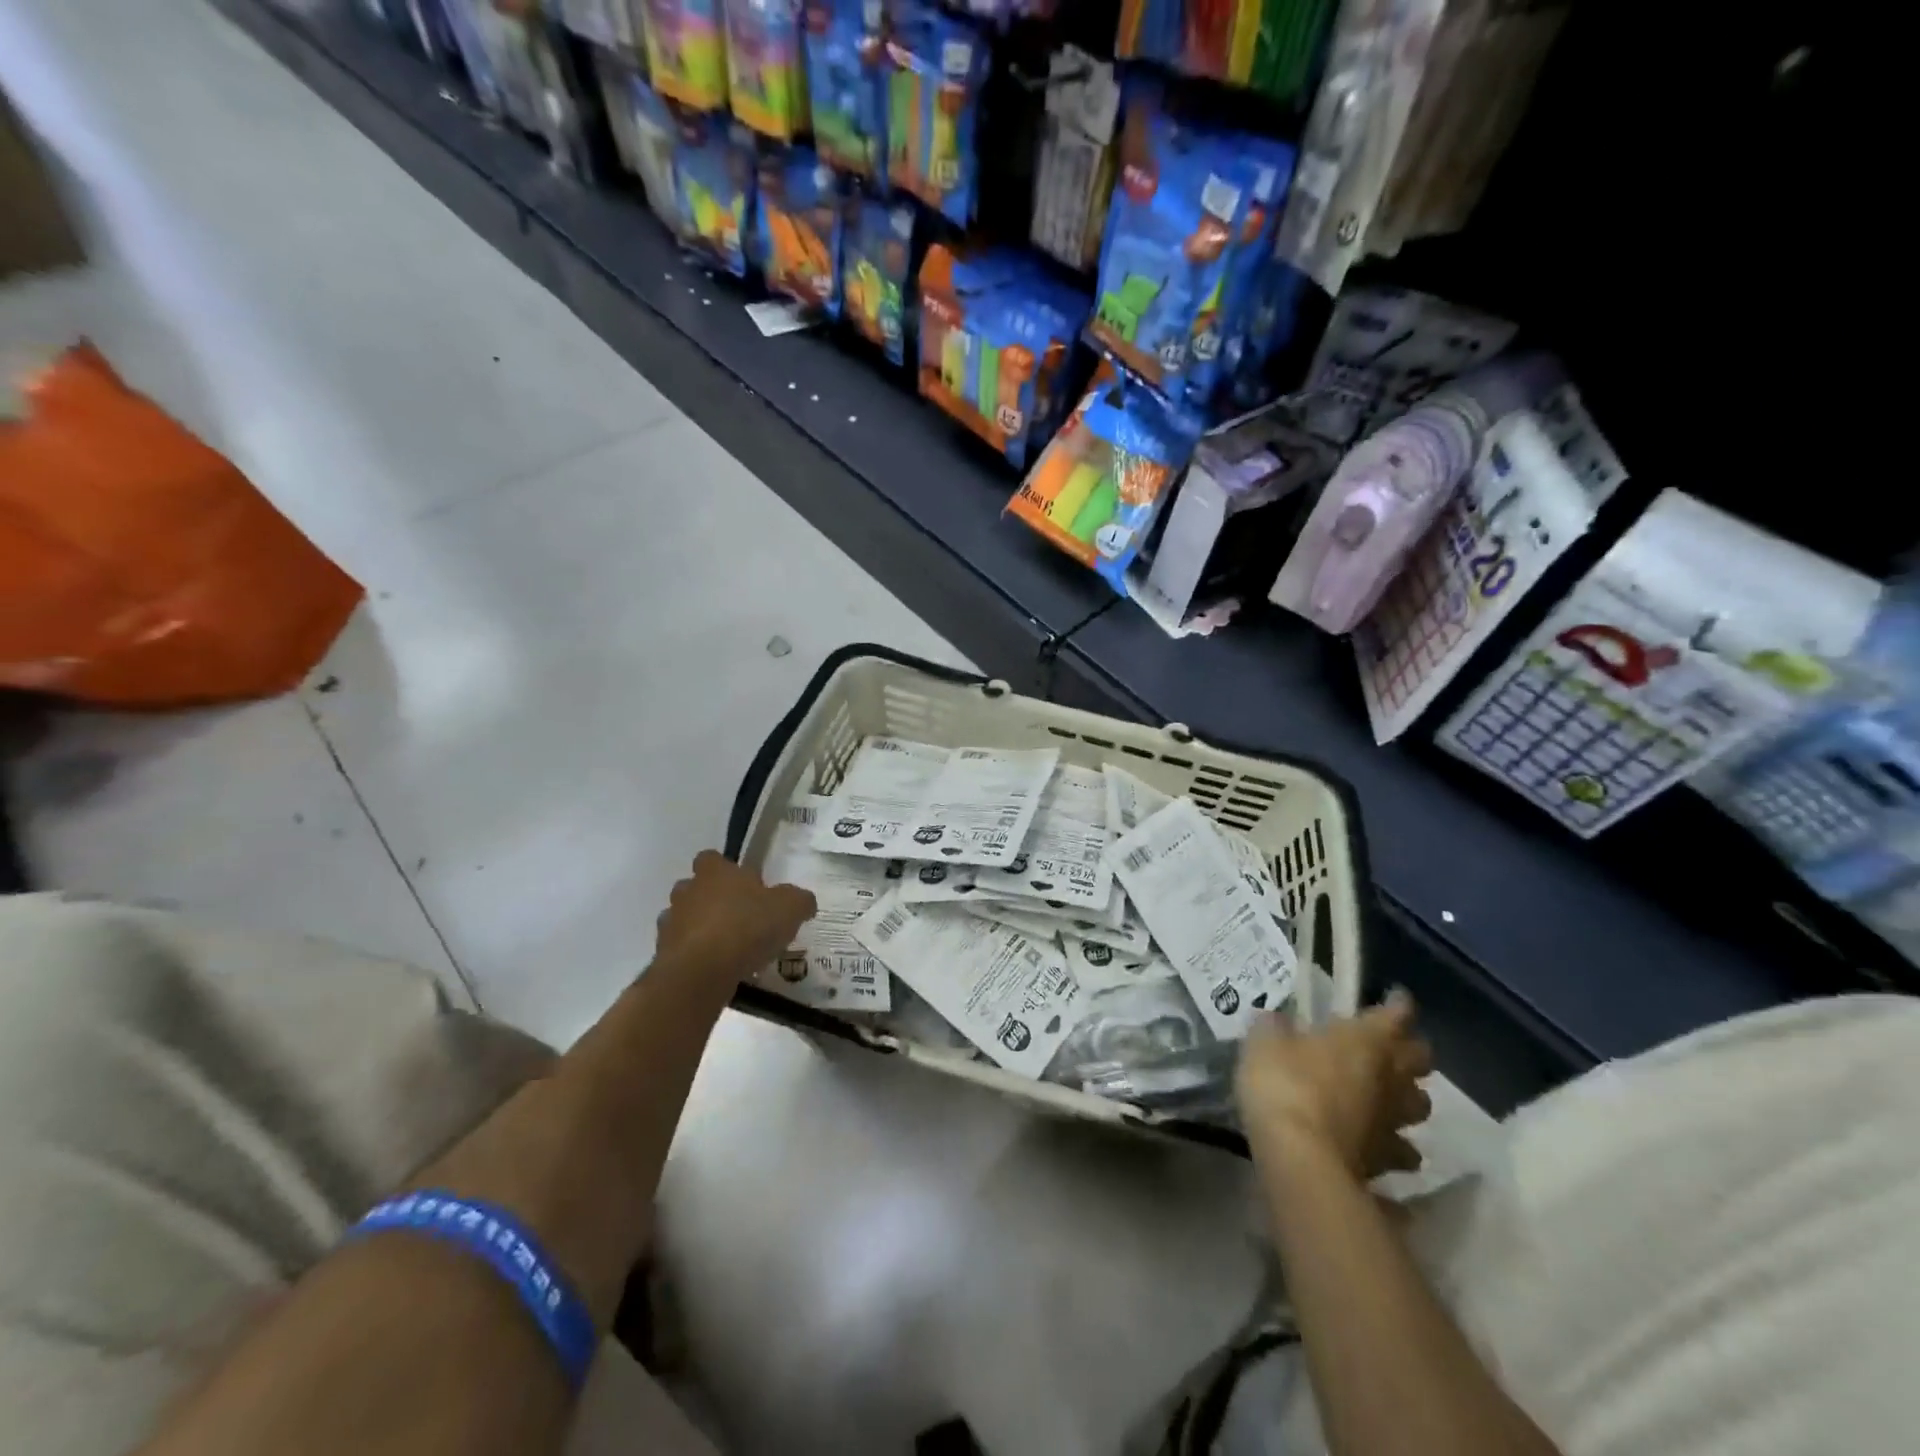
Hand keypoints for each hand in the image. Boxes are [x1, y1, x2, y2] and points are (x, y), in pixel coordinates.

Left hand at [655, 851, 815, 982]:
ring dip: (700, 928)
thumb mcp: (790, 909)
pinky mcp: (663, 953)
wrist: (701, 972)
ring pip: (684, 919)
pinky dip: (695, 956)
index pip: (711, 858)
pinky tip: (716, 969)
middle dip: (711, 900)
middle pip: (695, 888)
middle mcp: (687, 890)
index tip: (743, 885)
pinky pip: (681, 949)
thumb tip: (804, 902)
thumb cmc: (746, 927)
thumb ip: (799, 900)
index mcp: (715, 871)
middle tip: (738, 917)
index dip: (725, 869)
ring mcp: (671, 922)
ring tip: (727, 947)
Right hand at [1236, 990, 1433, 1182]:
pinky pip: (1402, 1151)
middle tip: (1391, 1047)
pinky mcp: (1386, 1161)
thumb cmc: (1284, 1084)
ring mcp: (1393, 1122)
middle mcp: (1389, 1077)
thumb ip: (1275, 1027)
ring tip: (1388, 1097)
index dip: (1398, 1004)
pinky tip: (1377, 1145)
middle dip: (1410, 1050)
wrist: (1300, 1158)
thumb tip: (1277, 1020)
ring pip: (1421, 1105)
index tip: (1395, 997)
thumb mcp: (1264, 1042)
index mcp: (1365, 1040)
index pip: (1396, 1014)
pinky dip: (1395, 1147)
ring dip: (1407, 1098)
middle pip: (1421, 1059)